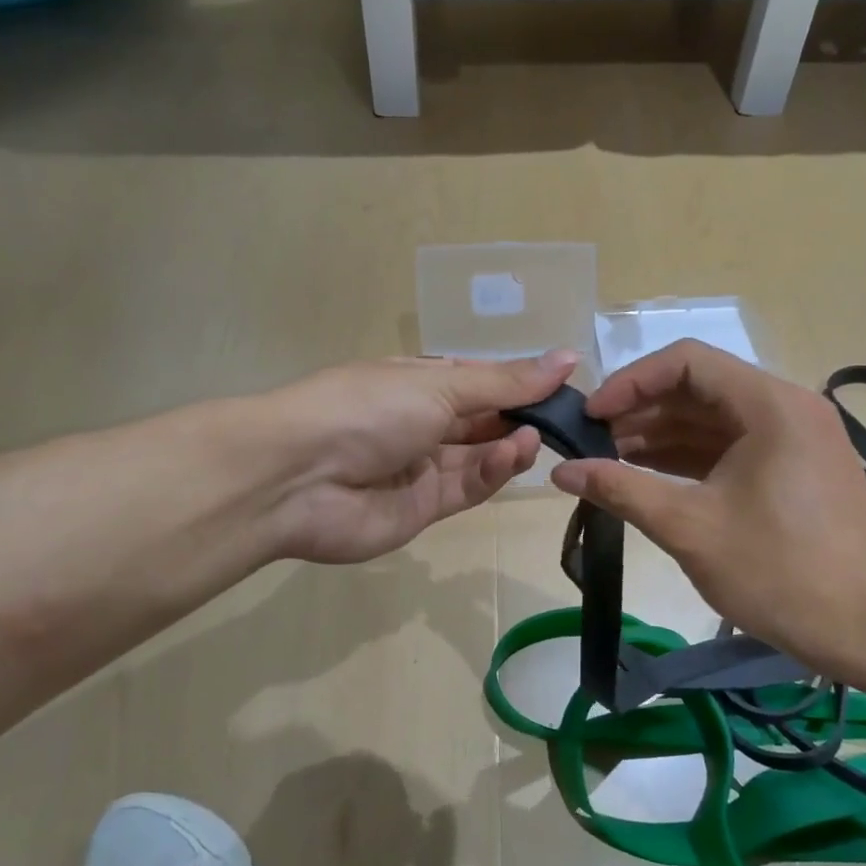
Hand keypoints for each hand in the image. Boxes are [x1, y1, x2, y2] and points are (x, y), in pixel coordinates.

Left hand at [261, 351, 577, 563]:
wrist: (297, 476)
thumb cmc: (368, 408)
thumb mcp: (440, 384)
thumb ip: (505, 381)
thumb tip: (568, 356)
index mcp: (418, 382)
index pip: (479, 380)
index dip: (519, 383)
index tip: (564, 385)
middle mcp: (420, 422)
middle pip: (482, 421)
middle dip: (520, 417)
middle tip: (563, 418)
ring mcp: (421, 467)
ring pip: (479, 457)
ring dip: (509, 446)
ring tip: (535, 437)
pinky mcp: (422, 509)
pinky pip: (467, 488)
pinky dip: (492, 472)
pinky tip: (513, 455)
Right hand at [551, 340, 865, 678]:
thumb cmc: (780, 572)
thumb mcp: (689, 527)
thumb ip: (621, 489)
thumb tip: (561, 472)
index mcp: (768, 404)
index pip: (686, 361)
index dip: (630, 382)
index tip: (591, 417)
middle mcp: (785, 406)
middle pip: (698, 387)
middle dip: (640, 411)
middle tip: (590, 444)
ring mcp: (793, 437)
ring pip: (712, 418)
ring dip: (660, 435)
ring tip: (608, 461)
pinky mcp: (792, 467)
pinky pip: (730, 445)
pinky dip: (688, 457)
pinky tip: (646, 476)